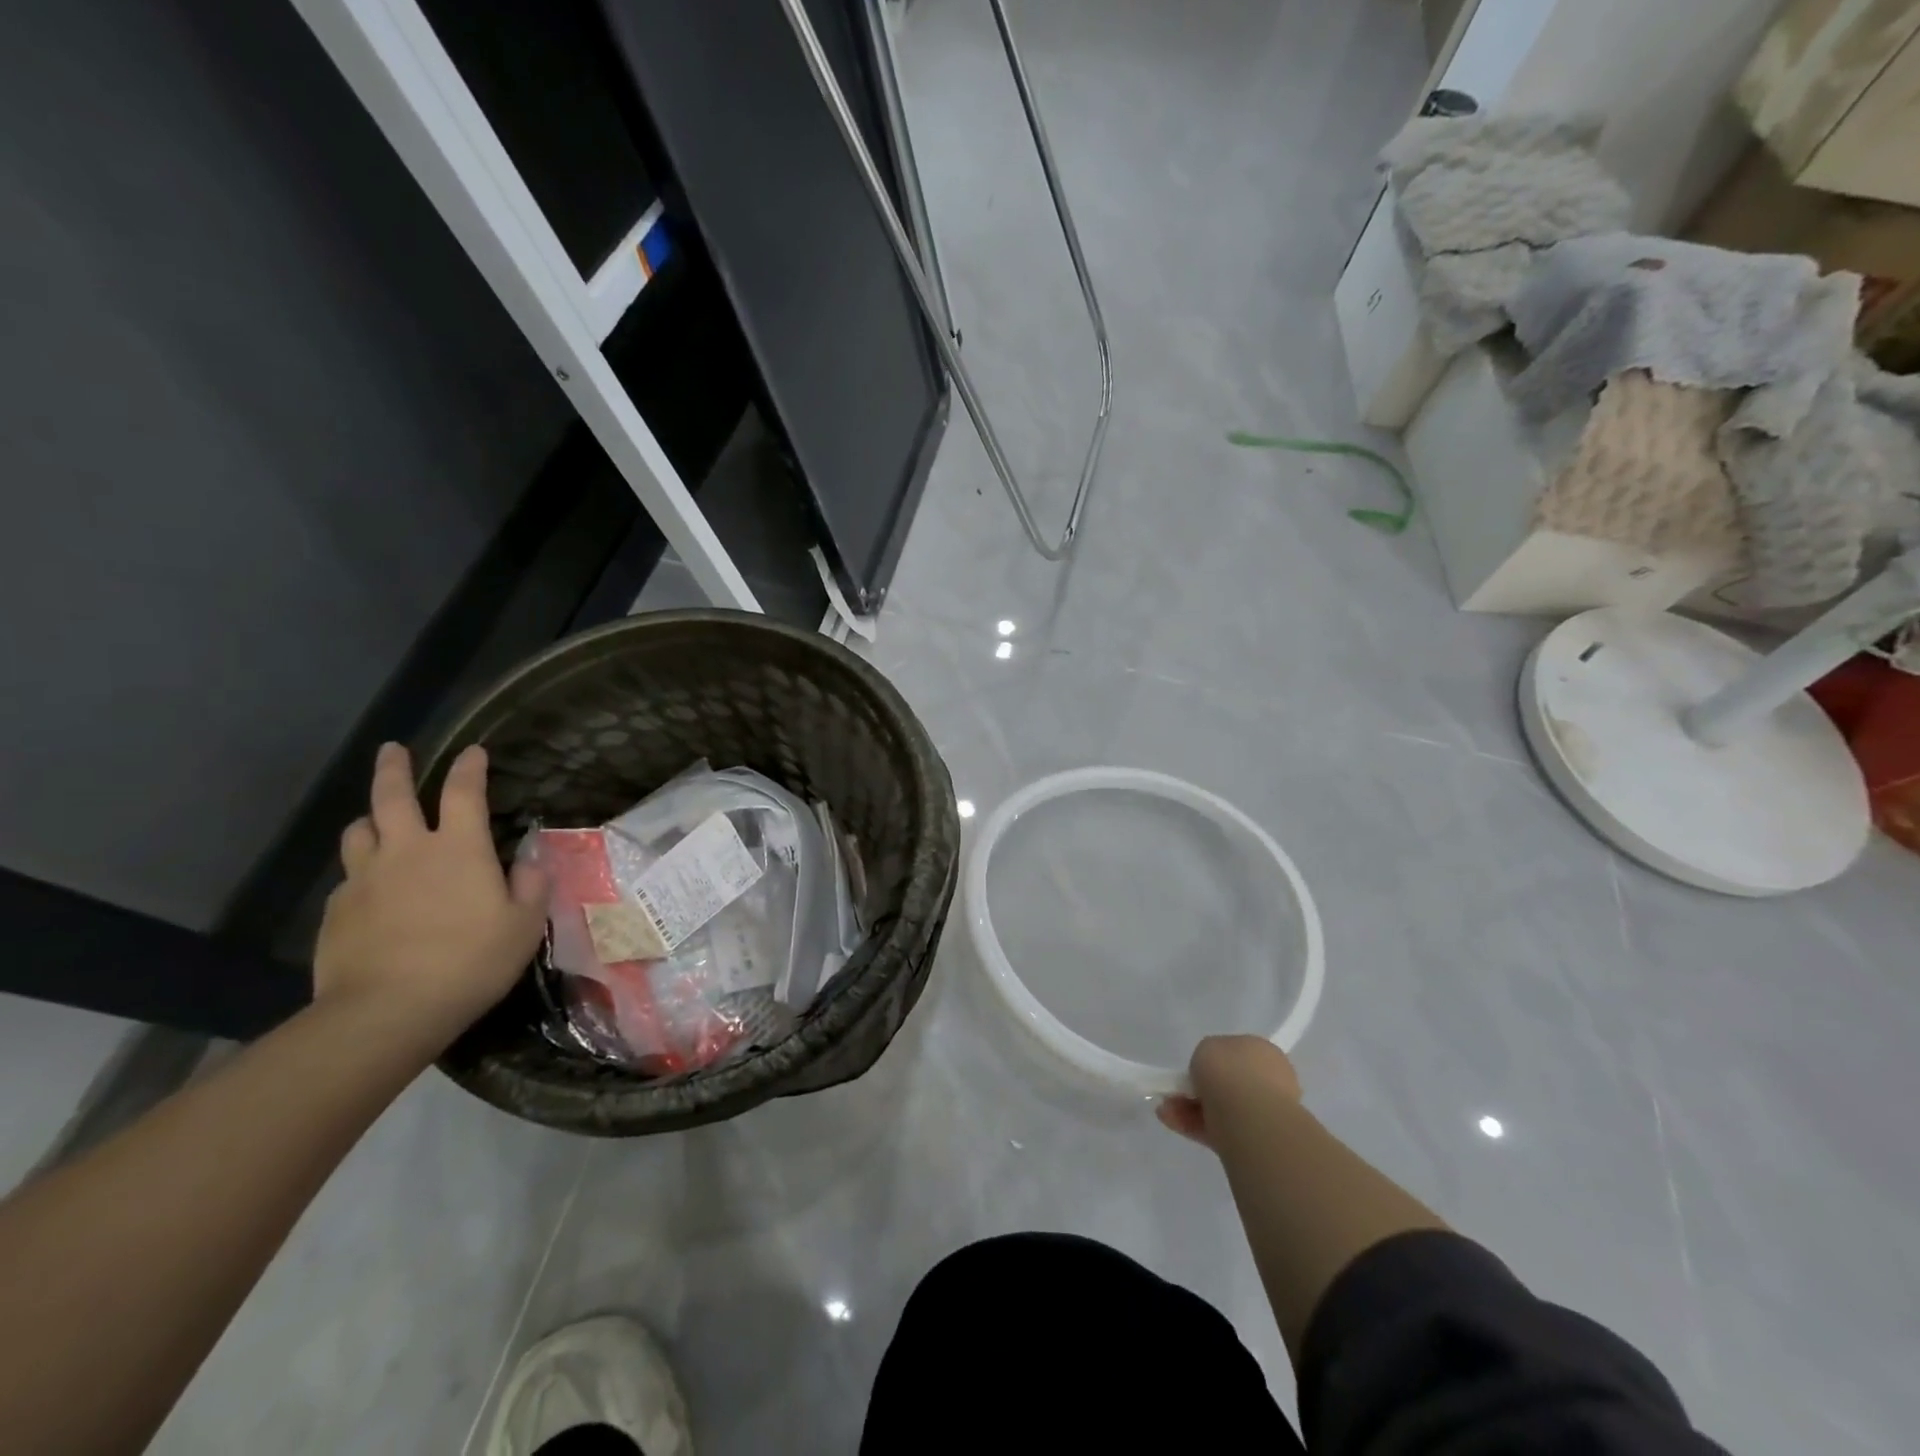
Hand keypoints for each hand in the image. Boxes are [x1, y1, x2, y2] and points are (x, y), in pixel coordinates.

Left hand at [314, 742, 548, 1045]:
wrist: (387, 1010)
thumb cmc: (471, 961)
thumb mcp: (524, 926)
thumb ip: (530, 887)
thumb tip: (528, 863)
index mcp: (458, 848)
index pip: (464, 792)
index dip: (470, 767)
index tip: (473, 751)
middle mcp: (406, 851)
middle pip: (392, 796)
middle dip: (395, 768)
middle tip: (393, 749)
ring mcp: (364, 879)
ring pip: (360, 831)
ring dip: (371, 819)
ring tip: (378, 821)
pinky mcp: (336, 911)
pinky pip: (349, 877)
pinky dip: (362, 872)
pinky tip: (372, 891)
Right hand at [1157, 1035, 1302, 1149]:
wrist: (1251, 1120)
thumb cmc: (1230, 1073)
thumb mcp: (1207, 1047)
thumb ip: (1207, 1056)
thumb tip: (1209, 1070)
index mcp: (1265, 1052)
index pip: (1236, 1054)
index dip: (1212, 1062)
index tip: (1192, 1070)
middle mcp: (1269, 1082)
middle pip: (1227, 1084)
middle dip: (1198, 1088)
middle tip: (1174, 1093)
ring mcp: (1264, 1114)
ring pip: (1220, 1108)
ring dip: (1190, 1107)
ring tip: (1165, 1110)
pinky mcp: (1253, 1142)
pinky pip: (1219, 1130)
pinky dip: (1194, 1125)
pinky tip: (1171, 1121)